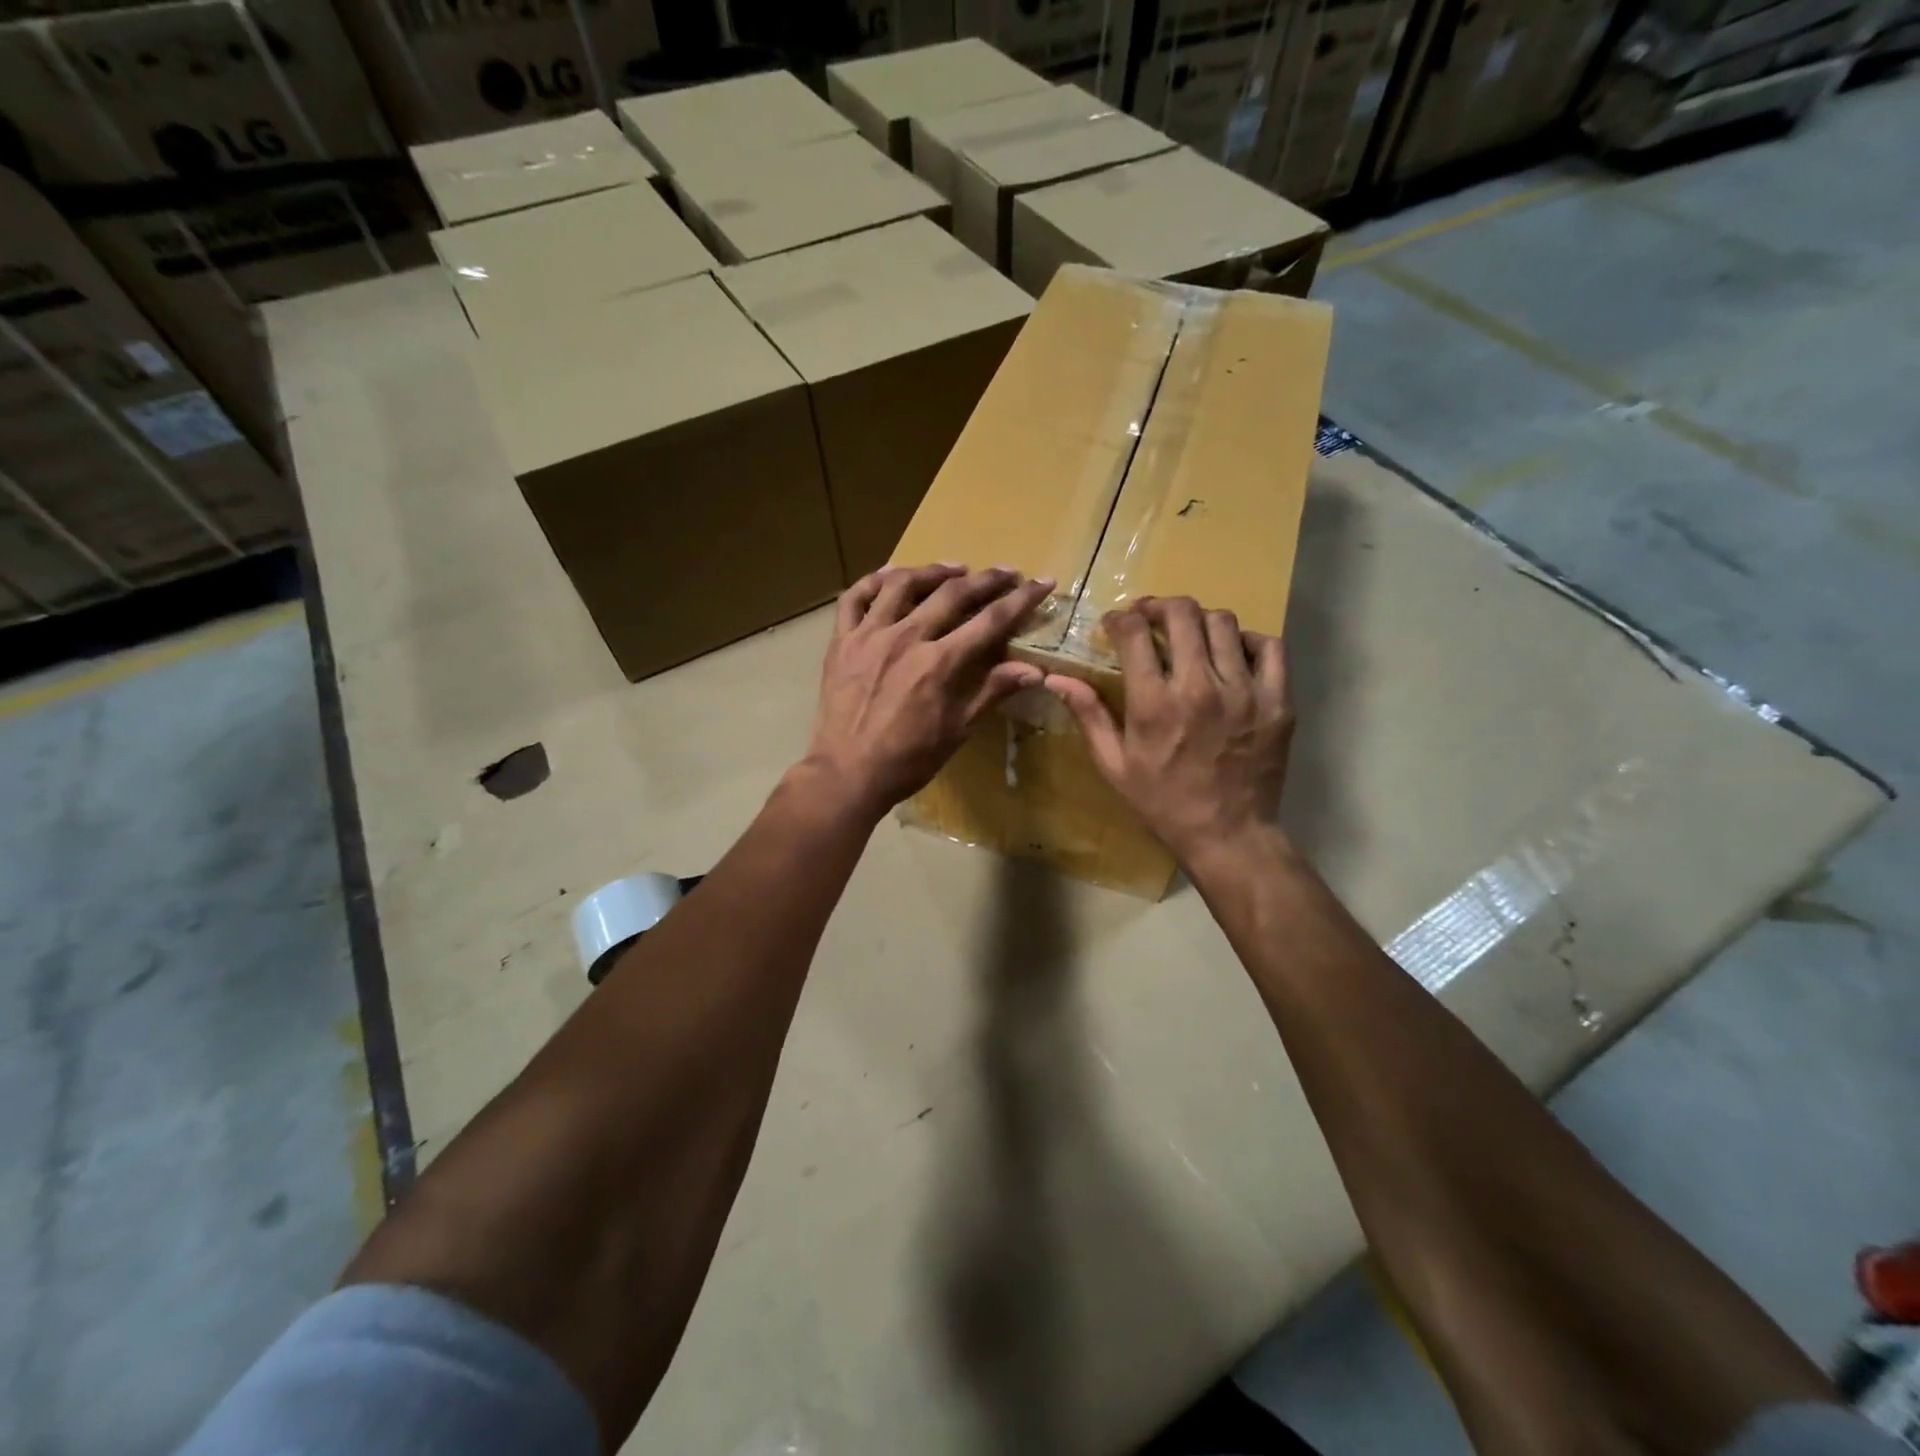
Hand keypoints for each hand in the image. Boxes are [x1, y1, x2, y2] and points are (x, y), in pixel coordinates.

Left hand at [804, 564, 1053, 820]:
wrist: (848, 773)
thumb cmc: (908, 760)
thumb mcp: (957, 730)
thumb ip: (992, 692)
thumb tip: (1035, 670)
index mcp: (940, 664)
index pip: (990, 621)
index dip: (1020, 600)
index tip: (1042, 582)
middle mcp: (906, 638)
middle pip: (952, 594)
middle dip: (986, 579)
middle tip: (1007, 572)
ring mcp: (869, 635)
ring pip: (903, 584)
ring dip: (934, 571)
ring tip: (956, 569)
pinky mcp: (842, 641)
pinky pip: (855, 597)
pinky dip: (875, 580)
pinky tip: (892, 575)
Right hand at [1044, 596, 1293, 864]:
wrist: (1229, 834)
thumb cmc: (1163, 802)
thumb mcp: (1114, 765)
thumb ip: (1089, 715)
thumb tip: (1056, 679)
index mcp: (1155, 703)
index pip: (1135, 632)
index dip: (1121, 618)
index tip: (1116, 624)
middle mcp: (1201, 687)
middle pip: (1182, 613)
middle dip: (1159, 607)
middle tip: (1150, 618)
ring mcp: (1246, 691)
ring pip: (1224, 623)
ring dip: (1199, 621)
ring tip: (1189, 636)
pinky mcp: (1278, 701)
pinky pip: (1270, 647)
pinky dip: (1248, 640)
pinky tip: (1232, 653)